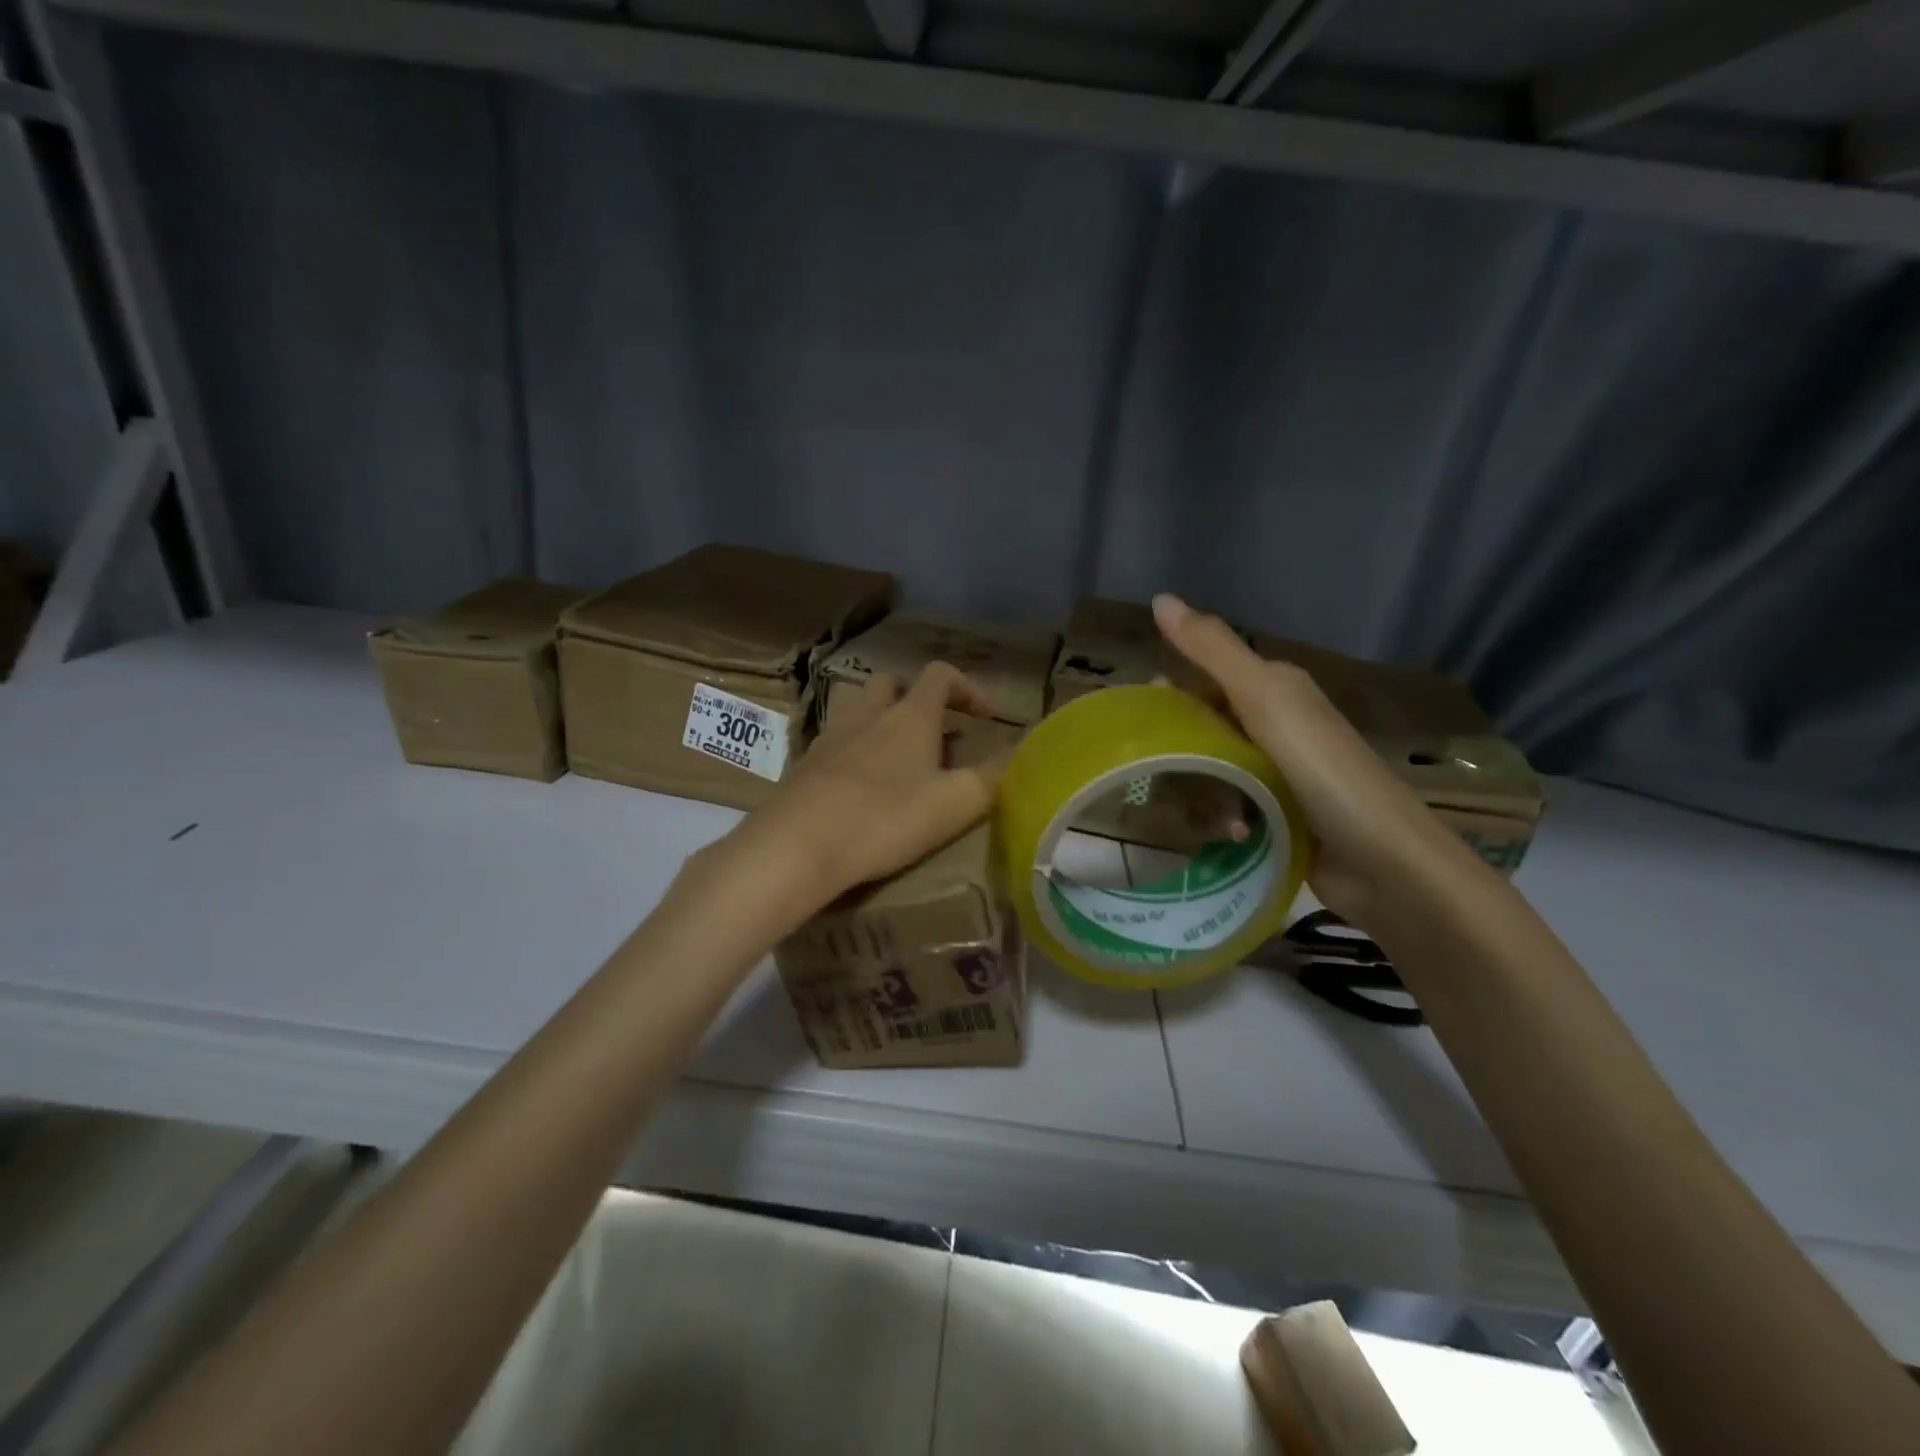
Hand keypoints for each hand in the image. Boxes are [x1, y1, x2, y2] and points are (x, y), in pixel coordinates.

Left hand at [714, 663, 1002, 924]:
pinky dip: (856, 752)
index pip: (941, 675)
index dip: (970, 688)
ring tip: (899, 758)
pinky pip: (837, 743)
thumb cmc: (884, 818)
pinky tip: (862, 787)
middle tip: (937, 733)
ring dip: (882, 721)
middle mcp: (868, 714)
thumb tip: (1015, 759)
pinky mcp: (806, 765)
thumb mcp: (954, 804)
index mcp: (910, 715)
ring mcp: (831, 737)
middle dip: (918, 699)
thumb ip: (991, 779)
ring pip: (859, 709)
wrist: (797, 845)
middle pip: (892, 683)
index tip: (990, 717)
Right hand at [1151, 593, 1473, 925]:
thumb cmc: (1322, 770)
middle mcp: (1276, 726)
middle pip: (1206, 724)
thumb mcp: (1264, 699)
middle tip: (1155, 771)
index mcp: (1275, 690)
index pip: (1205, 677)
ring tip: (1189, 809)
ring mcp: (1278, 774)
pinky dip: (1222, 817)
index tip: (1137, 723)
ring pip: (1214, 767)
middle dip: (1179, 745)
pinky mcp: (1279, 816)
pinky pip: (1232, 806)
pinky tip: (1223, 834)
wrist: (1384, 860)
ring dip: (1199, 786)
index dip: (1169, 694)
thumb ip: (1212, 651)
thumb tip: (1160, 598)